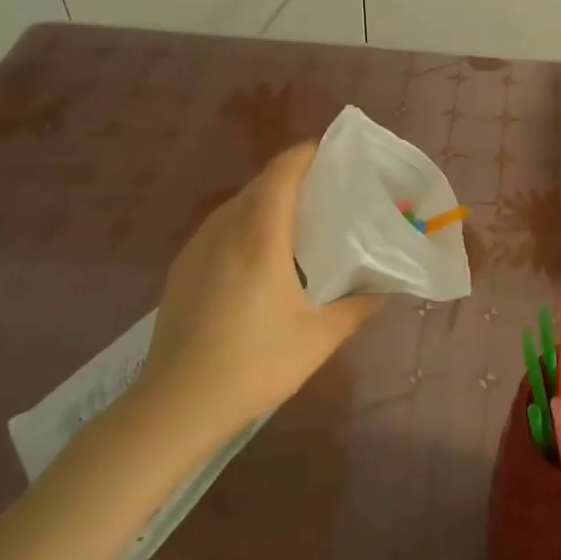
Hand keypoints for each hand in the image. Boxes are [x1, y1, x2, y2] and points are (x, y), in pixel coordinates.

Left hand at [135, 142, 378, 454]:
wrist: (175, 407)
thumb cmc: (254, 364)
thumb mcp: (319, 338)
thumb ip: (358, 307)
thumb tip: (385, 290)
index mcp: (260, 237)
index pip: (282, 172)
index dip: (308, 153)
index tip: (337, 153)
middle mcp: (225, 230)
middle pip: (262, 183)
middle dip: (296, 177)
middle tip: (331, 192)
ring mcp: (197, 248)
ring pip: (239, 204)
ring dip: (270, 201)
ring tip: (302, 223)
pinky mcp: (182, 268)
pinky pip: (222, 227)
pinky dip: (248, 224)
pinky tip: (264, 258)